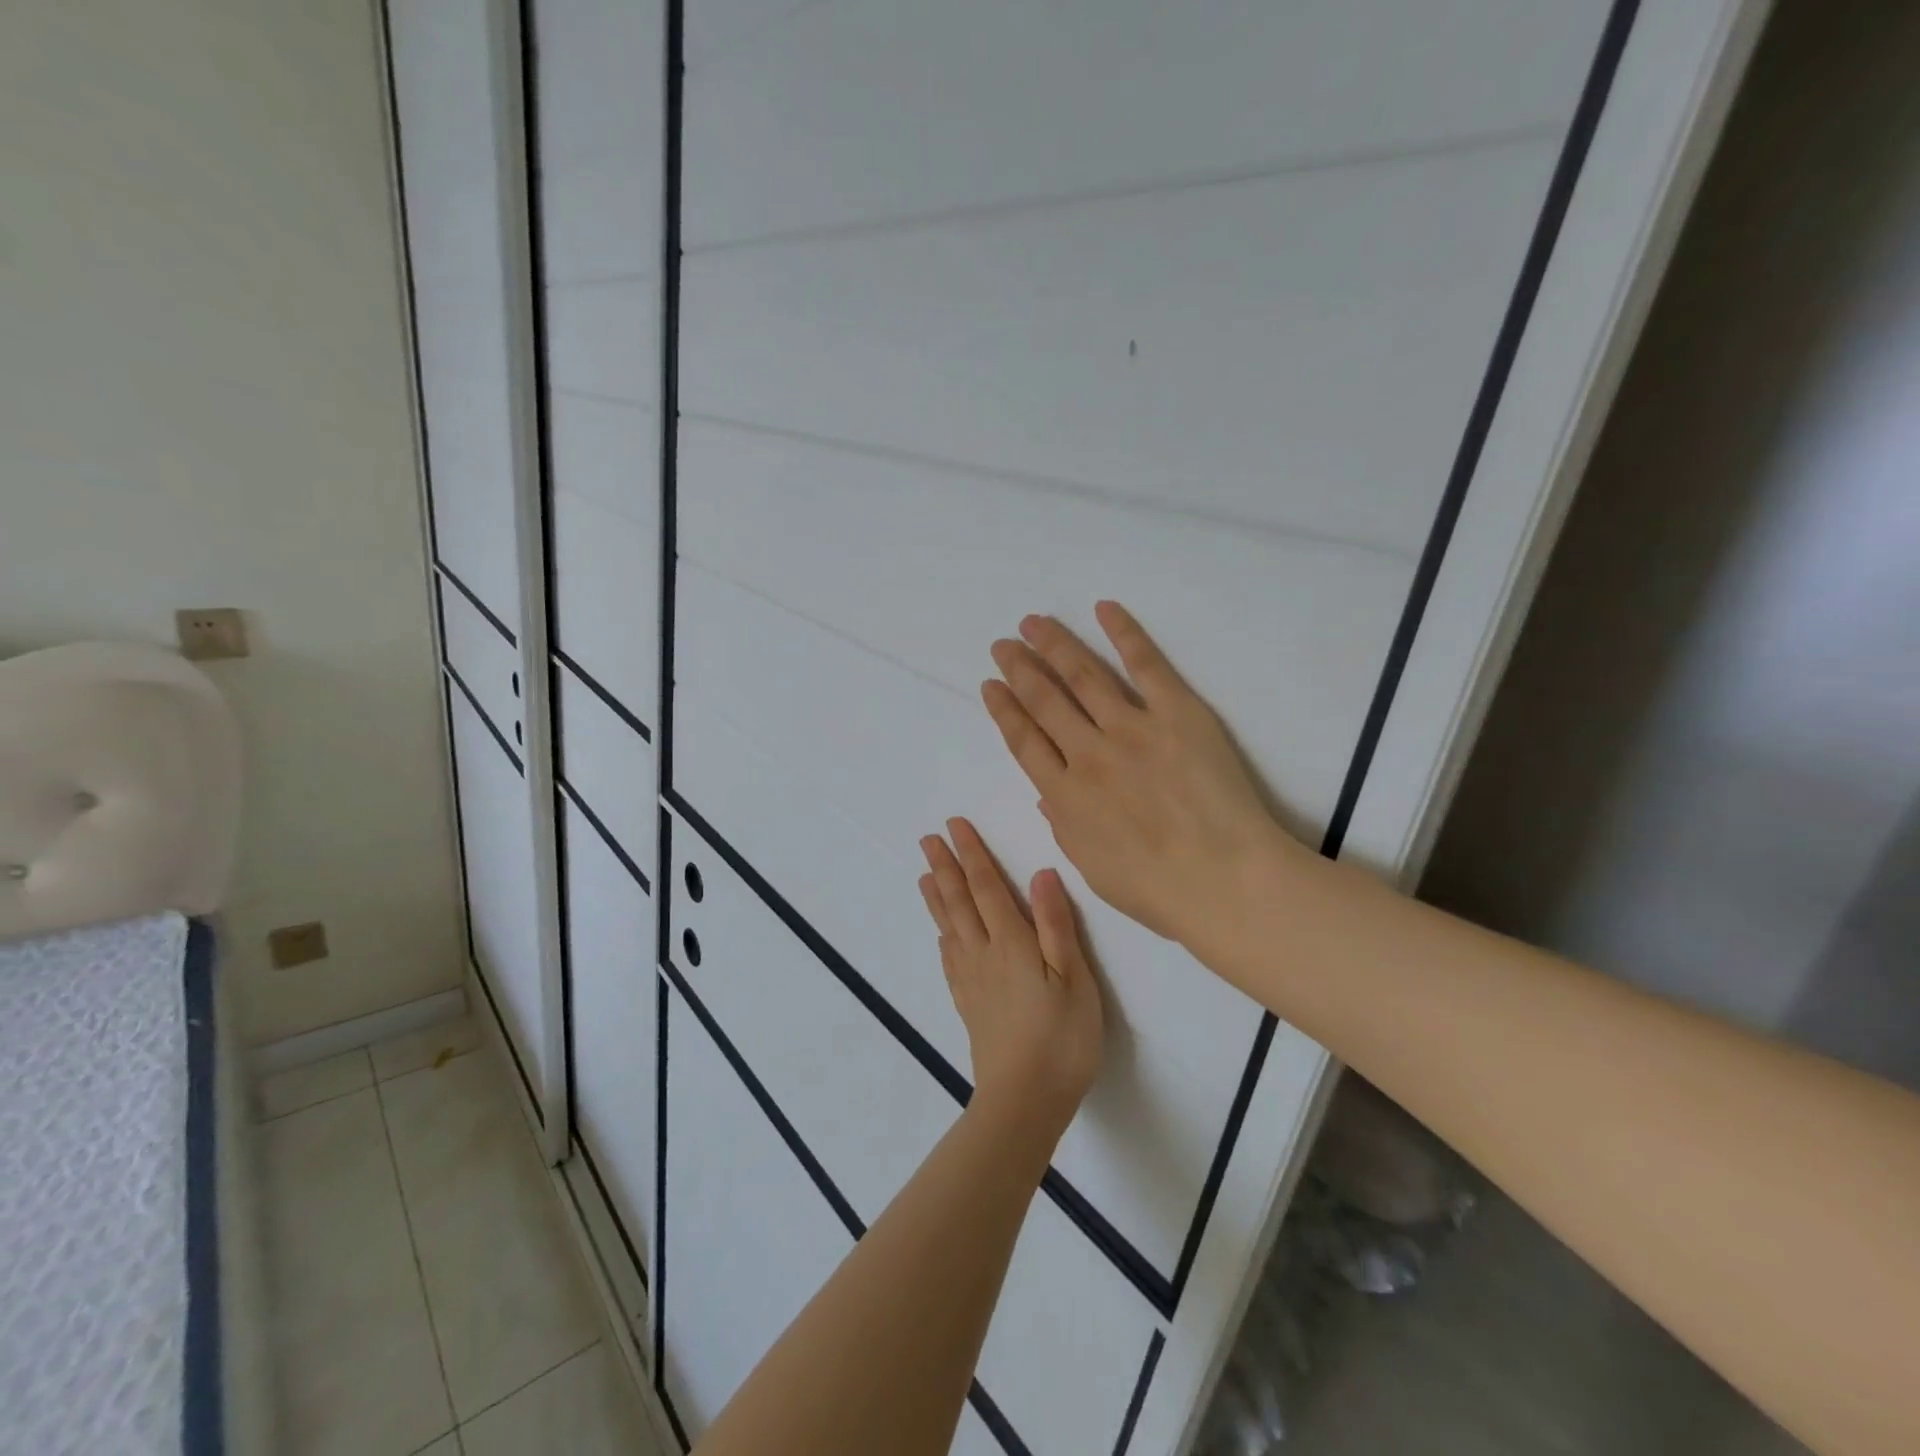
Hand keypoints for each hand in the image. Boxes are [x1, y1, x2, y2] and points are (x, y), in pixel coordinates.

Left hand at [918, 818, 1102, 1141]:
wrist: (1025, 1100)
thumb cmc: (1061, 1038)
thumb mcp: (1074, 978)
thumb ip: (1056, 925)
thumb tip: (1040, 874)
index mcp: (1011, 943)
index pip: (986, 887)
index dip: (971, 855)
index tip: (954, 827)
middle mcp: (984, 954)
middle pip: (959, 902)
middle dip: (945, 867)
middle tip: (927, 839)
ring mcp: (972, 982)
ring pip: (949, 928)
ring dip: (937, 897)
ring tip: (923, 875)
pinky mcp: (969, 1006)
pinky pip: (949, 960)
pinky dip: (942, 938)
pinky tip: (942, 936)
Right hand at [981, 601, 1301, 954]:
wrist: (1223, 880)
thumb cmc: (1156, 890)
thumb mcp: (1091, 867)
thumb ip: (1064, 825)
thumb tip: (1047, 794)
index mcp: (1065, 796)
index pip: (1024, 741)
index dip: (1004, 709)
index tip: (990, 685)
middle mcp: (1088, 754)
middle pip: (1045, 701)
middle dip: (1020, 669)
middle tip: (1003, 644)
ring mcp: (1131, 729)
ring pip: (1083, 677)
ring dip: (1055, 646)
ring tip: (1034, 623)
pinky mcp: (1176, 713)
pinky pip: (1145, 666)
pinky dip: (1123, 634)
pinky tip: (1103, 609)